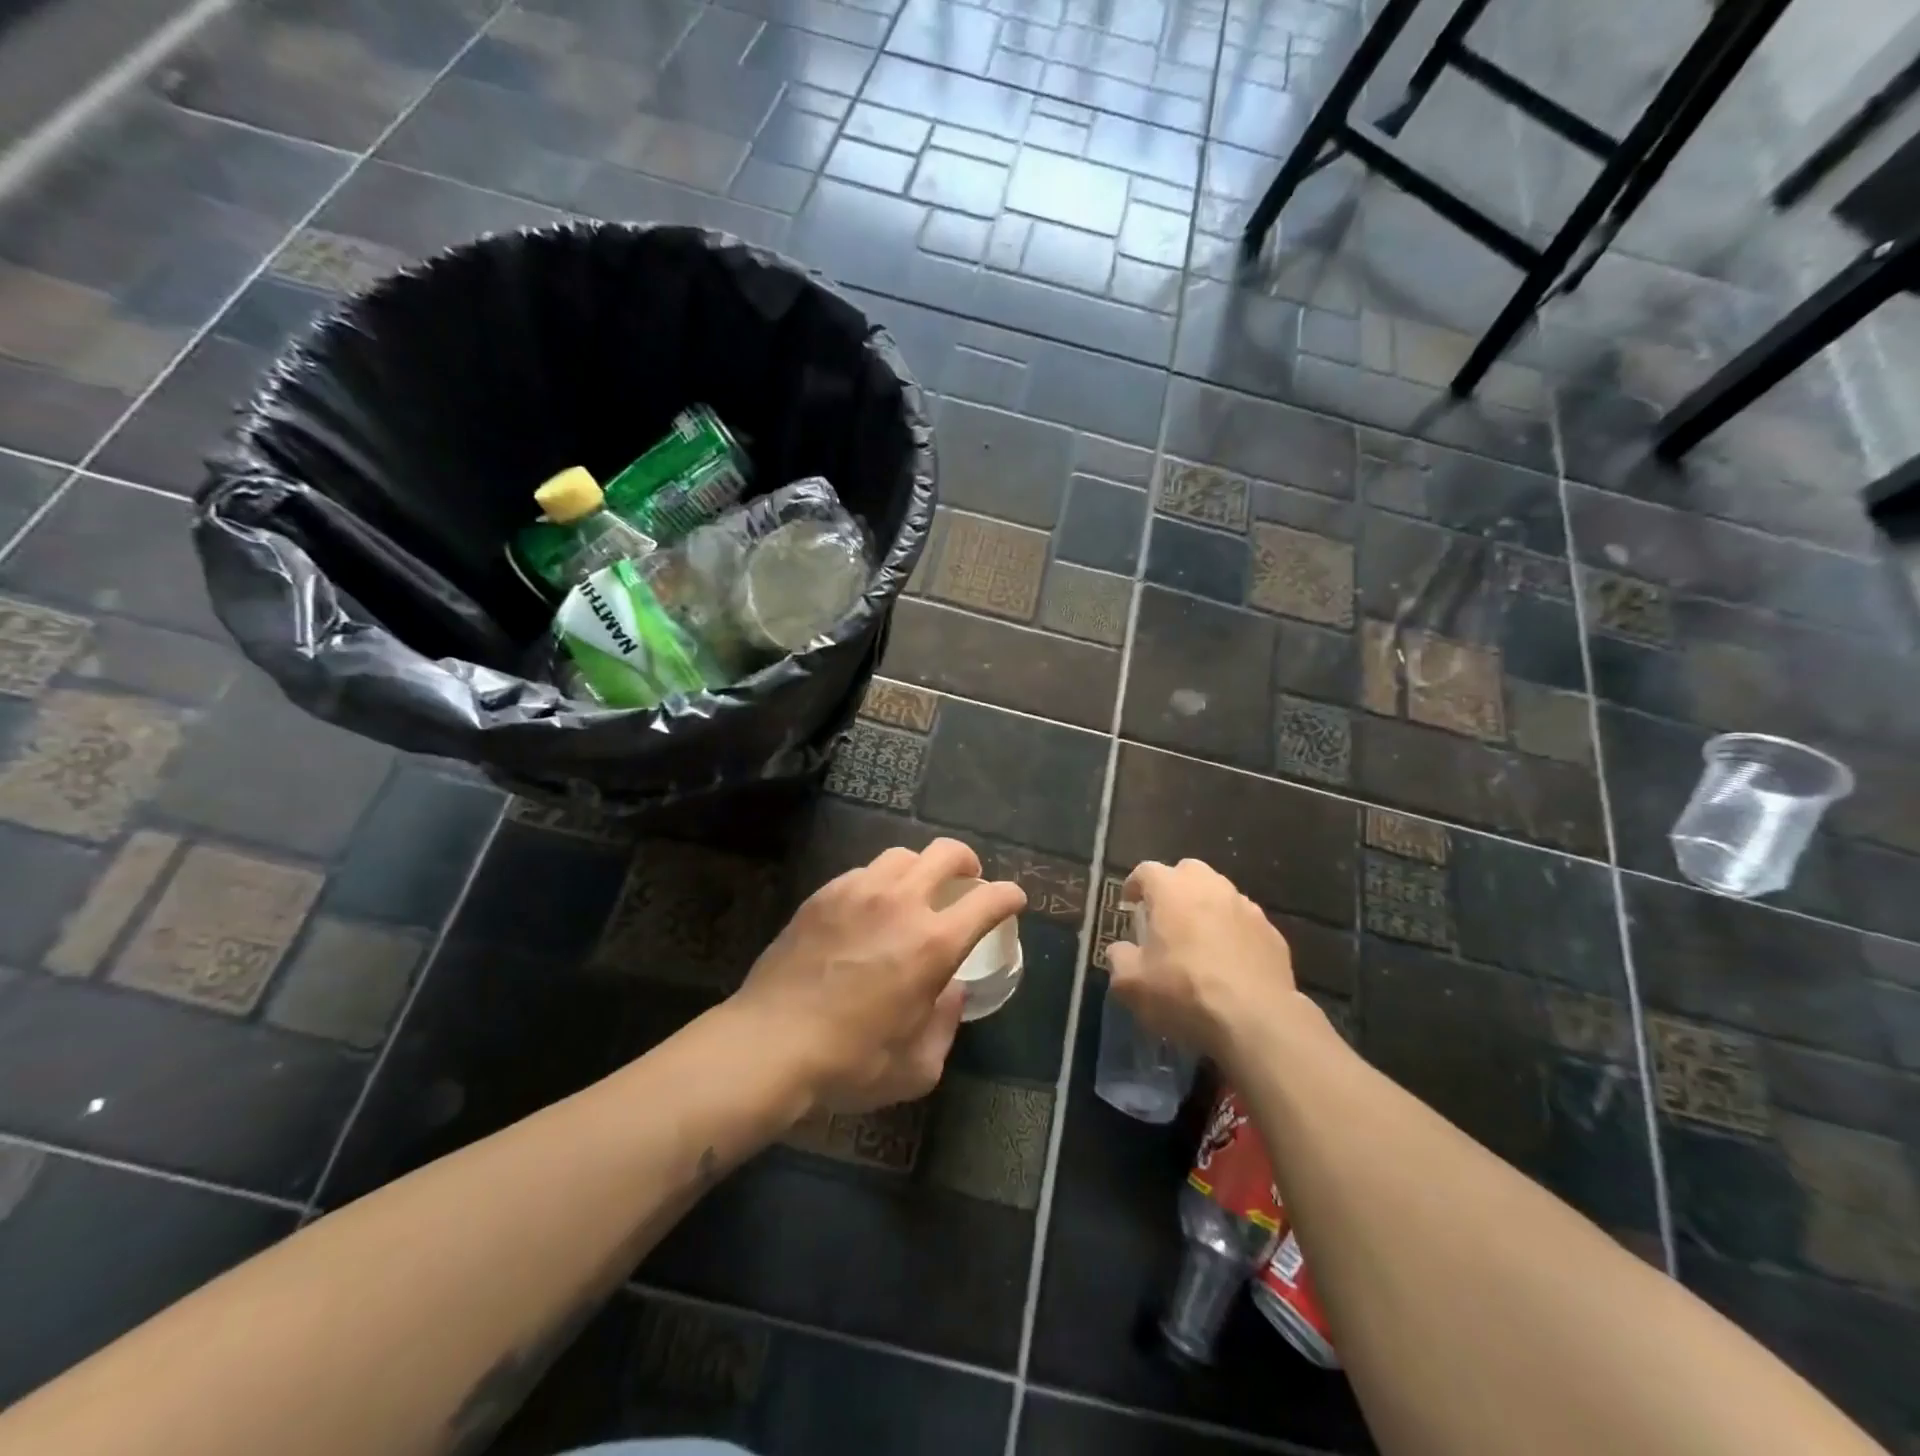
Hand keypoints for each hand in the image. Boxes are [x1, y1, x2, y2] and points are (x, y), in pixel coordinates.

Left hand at [734, 838, 1026, 1115]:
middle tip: (967, 880)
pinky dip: (879, 883)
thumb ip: (946, 1023)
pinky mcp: (824, 894)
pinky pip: (863, 872)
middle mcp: (901, 903)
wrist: (769, 1044)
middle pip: (947, 853)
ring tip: (916, 891)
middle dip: (968, 862)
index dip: (1009, 896)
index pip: (988, 900)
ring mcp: (858, 891)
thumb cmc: (849, 1063)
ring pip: (903, 855)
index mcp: (933, 943)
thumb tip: (951, 991)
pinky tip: (870, 908)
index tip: (1013, 900)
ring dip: (921, 868)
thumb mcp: (917, 1067)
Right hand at [1105, 858, 1296, 1063]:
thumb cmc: (1184, 991)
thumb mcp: (1131, 984)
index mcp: (1171, 889)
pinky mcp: (1272, 932)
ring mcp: (1246, 907)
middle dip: (1174, 887)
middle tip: (1165, 916)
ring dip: (1206, 908)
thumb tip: (1120, 950)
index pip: (1146, 871)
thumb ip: (1119, 959)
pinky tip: (1230, 961)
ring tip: (1199, 939)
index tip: (1129, 903)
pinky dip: (1233, 932)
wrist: (1256, 1020)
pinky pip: (1244, 923)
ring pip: (1220, 894)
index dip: (1134, 885)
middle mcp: (1210, 887)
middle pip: (1187, 872)